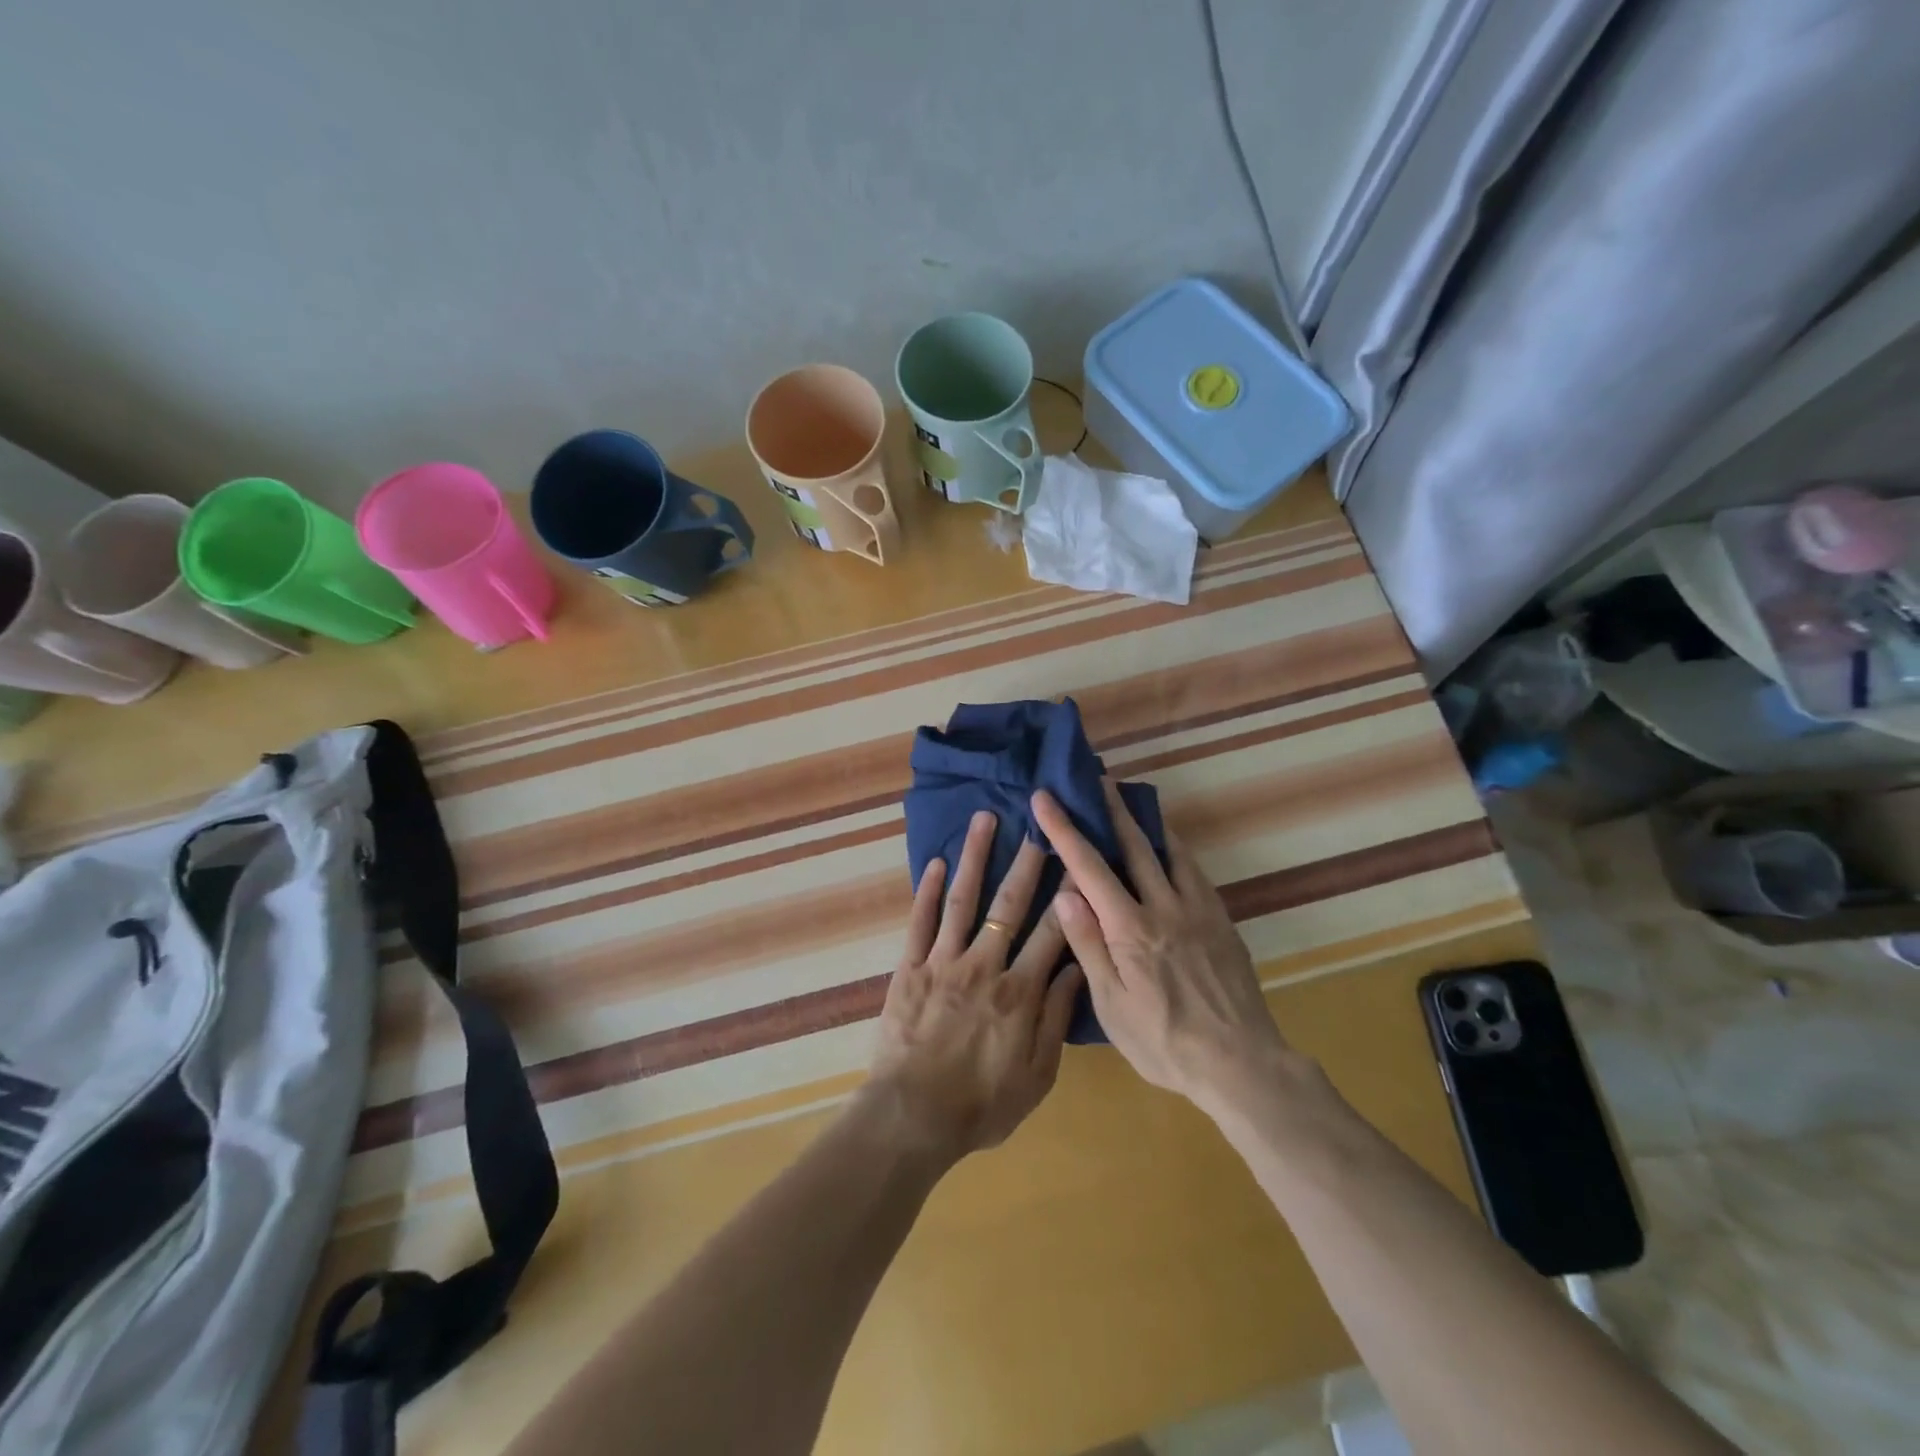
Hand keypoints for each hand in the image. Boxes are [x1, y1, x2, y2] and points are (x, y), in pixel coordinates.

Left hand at [866, 810, 1082, 1166]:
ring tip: (983, 819)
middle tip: (1037, 823)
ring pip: (962, 899)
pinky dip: (927, 890)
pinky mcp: (910, 968)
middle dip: (1026, 861)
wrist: (913, 1117)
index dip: (1068, 895)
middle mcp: (984, 965)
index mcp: (1020, 992)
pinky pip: (920, 922)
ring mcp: (943, 962)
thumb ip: (1056, 1019)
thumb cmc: (981, 1105)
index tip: (1079, 860)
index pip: (1052, 932)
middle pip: (1009, 904)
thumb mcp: (1037, 1075)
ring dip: (974, 857)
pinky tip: (934, 861)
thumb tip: (1075, 968)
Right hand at [1031, 783, 1294, 1118]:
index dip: (1064, 829)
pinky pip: (1194, 871)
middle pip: (1133, 845)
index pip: (1089, 867)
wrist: (1241, 1062)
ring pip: (1169, 851)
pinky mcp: (1221, 920)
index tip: (1045, 797)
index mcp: (1130, 928)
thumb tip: (1065, 893)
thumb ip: (1089, 945)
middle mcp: (1164, 907)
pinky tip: (1169, 849)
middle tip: (1096, 778)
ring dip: (1146, 822)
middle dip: (1111, 808)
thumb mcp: (1112, 1005)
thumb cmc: (1164, 1041)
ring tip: (1132, 801)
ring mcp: (1198, 910)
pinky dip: (1175, 849)